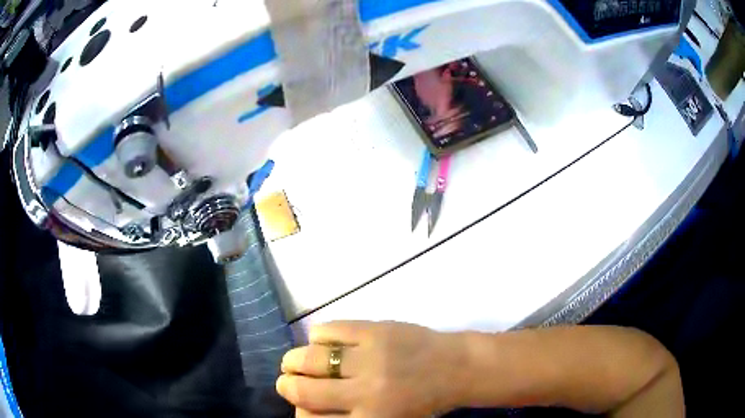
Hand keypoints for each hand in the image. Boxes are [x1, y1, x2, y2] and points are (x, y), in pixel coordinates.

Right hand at [276, 321, 463, 417]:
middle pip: (302, 390)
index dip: (298, 412)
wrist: (456, 367)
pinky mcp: (373, 329)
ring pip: (308, 357)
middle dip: (286, 385)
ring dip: (294, 360)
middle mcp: (363, 392)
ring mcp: (368, 357)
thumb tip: (308, 409)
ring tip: (295, 361)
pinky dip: (317, 337)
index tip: (297, 405)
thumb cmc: (423, 402)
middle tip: (287, 381)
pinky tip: (323, 342)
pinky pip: (328, 329)